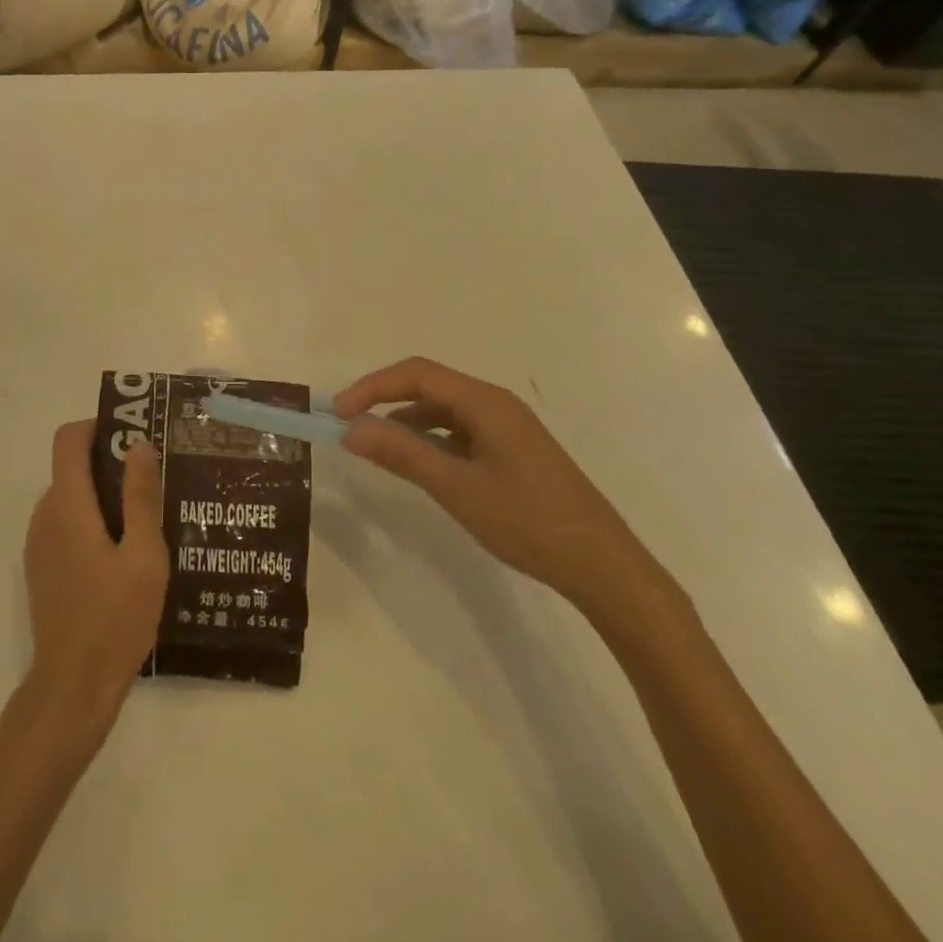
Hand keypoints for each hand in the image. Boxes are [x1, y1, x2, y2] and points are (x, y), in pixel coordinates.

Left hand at [21, 422, 168, 735]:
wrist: (73, 686)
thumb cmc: (115, 618)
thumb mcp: (144, 556)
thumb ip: (141, 496)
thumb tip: (138, 444)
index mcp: (67, 505)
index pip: (68, 440)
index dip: (97, 427)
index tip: (133, 437)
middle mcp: (45, 514)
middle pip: (72, 467)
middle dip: (110, 464)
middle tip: (153, 481)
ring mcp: (39, 543)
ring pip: (70, 498)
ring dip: (103, 496)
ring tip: (146, 520)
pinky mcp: (42, 567)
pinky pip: (66, 525)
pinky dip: (91, 522)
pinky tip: (124, 554)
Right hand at [335, 358, 663, 612]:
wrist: (604, 568)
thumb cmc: (529, 523)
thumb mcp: (457, 488)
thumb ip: (402, 454)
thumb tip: (350, 429)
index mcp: (485, 402)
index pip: (416, 373)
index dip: (371, 387)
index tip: (338, 414)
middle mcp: (496, 403)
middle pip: (428, 384)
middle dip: (384, 399)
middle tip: (349, 427)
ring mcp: (507, 426)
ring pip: (443, 408)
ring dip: (405, 420)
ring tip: (377, 447)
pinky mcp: (512, 449)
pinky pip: (459, 429)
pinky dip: (429, 438)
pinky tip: (419, 463)